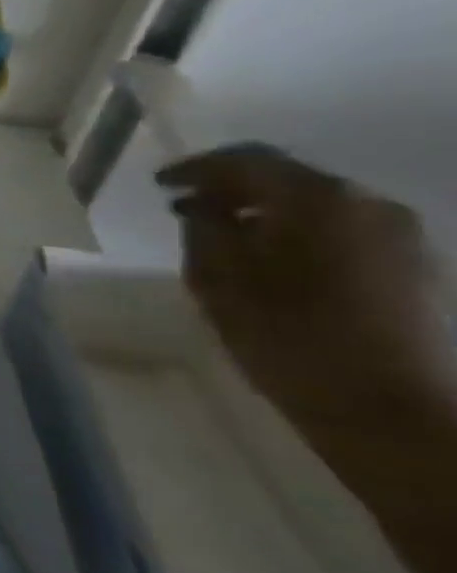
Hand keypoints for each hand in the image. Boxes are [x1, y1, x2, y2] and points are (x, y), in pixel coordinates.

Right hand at [159, 144, 449, 428]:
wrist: (390, 411)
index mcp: (317, 198)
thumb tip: (203, 206)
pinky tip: (272, 260)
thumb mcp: (217, 278)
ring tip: (226, 235)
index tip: (159, 184)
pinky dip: (298, 233)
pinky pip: (341, 230)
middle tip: (186, 207)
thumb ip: (203, 228)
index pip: (245, 161)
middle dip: (232, 189)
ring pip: (315, 205)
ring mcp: (401, 236)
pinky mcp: (413, 268)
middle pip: (286, 178)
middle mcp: (367, 203)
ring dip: (266, 212)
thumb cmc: (288, 336)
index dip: (195, 169)